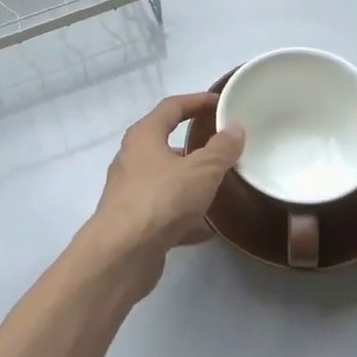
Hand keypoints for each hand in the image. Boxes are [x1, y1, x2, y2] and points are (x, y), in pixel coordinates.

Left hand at [83, 93, 243, 288]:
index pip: (172, 107)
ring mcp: (131, 192)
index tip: (220, 103)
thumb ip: (221, 150)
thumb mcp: (201, 171)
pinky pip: (166, 212)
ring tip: (221, 188)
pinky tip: (208, 229)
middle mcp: (133, 159)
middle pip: (167, 144)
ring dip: (191, 183)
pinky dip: (186, 217)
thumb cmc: (161, 199)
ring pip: (167, 180)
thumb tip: (235, 128)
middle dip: (195, 147)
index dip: (197, 101)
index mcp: (144, 136)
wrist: (122, 254)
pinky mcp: (135, 223)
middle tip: (224, 149)